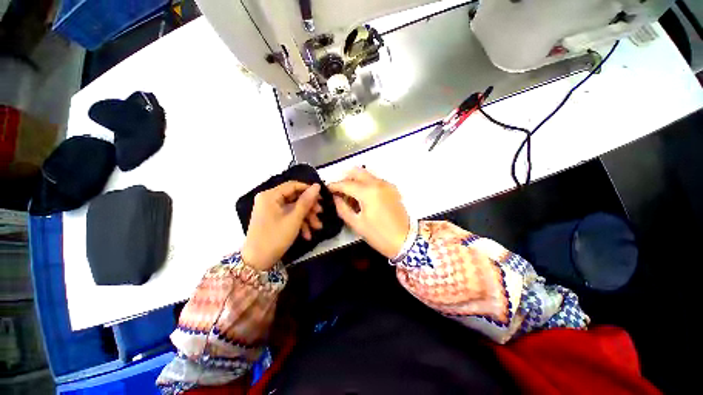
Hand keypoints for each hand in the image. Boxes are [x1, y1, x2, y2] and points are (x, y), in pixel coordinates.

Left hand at [241, 182, 321, 269]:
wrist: (257, 262)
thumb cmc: (275, 237)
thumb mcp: (294, 218)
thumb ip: (306, 201)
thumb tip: (317, 186)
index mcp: (270, 195)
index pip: (293, 185)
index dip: (309, 190)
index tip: (322, 198)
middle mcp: (269, 199)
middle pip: (294, 198)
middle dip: (309, 208)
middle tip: (320, 214)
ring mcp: (270, 210)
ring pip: (293, 208)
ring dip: (306, 217)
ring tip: (317, 227)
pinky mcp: (272, 219)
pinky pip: (288, 216)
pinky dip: (298, 223)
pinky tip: (307, 234)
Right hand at [328, 168, 409, 258]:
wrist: (405, 240)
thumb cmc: (379, 235)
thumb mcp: (357, 224)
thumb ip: (342, 208)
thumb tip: (336, 197)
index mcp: (368, 192)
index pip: (346, 183)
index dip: (334, 185)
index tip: (327, 189)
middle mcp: (378, 183)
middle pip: (357, 172)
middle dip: (345, 178)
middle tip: (339, 190)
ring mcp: (387, 184)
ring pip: (367, 175)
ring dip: (356, 180)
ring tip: (350, 195)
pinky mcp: (392, 189)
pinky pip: (375, 180)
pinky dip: (366, 184)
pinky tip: (363, 197)